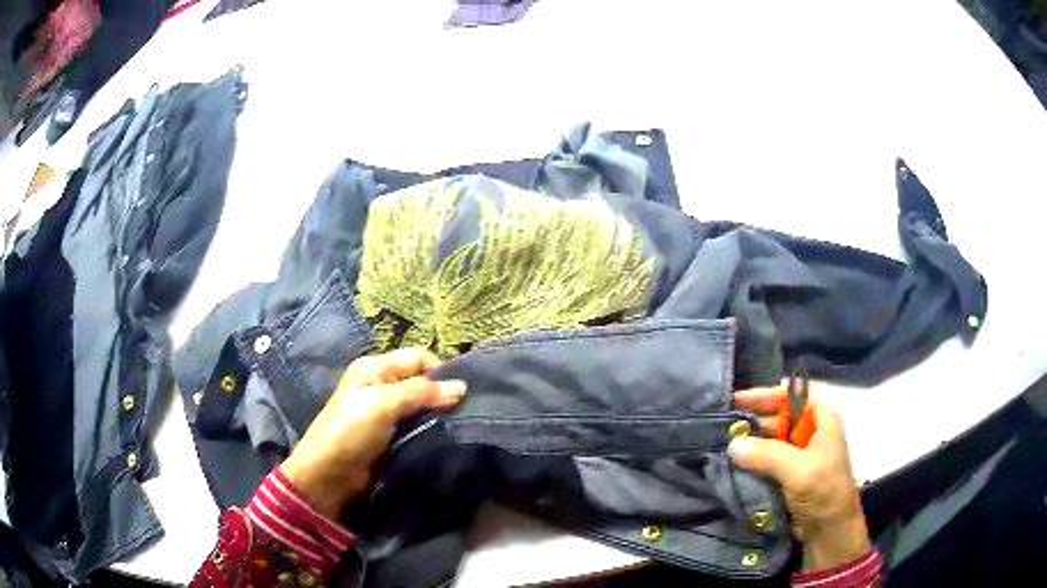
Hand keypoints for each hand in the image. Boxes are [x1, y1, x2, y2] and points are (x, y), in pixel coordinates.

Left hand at [281, 348, 466, 518]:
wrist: (327, 475)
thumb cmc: (351, 431)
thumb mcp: (383, 404)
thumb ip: (421, 392)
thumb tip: (462, 387)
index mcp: (374, 367)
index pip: (418, 357)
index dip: (440, 371)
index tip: (461, 395)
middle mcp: (380, 384)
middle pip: (420, 380)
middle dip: (441, 394)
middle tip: (464, 412)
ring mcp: (383, 412)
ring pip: (420, 405)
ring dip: (437, 414)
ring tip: (458, 426)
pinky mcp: (388, 436)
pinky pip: (415, 425)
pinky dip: (429, 429)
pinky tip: (443, 438)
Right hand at [730, 384, 870, 571]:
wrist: (829, 531)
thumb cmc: (824, 492)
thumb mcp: (799, 470)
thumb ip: (767, 455)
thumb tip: (732, 444)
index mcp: (821, 421)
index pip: (793, 397)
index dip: (766, 394)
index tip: (738, 400)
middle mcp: (810, 433)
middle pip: (779, 417)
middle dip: (753, 420)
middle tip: (722, 424)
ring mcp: (799, 456)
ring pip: (770, 441)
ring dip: (749, 443)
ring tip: (721, 443)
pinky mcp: (788, 476)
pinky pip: (766, 462)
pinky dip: (750, 462)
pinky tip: (731, 463)